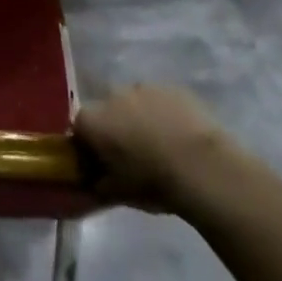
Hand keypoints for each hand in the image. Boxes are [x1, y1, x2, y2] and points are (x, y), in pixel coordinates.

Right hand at [76, 84, 265, 213]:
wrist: (202, 167)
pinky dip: (165, 114)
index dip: (89, 145)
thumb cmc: (153, 182)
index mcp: (92, 120)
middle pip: (107, 110)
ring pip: (135, 102)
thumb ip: (98, 183)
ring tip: (160, 145)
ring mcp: (144, 87)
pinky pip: (161, 101)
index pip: (79, 128)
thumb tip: (94, 180)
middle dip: (115, 127)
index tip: (101, 163)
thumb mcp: (118, 193)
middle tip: (131, 154)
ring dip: (140, 118)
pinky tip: (180, 136)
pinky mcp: (173, 87)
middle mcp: (113, 95)